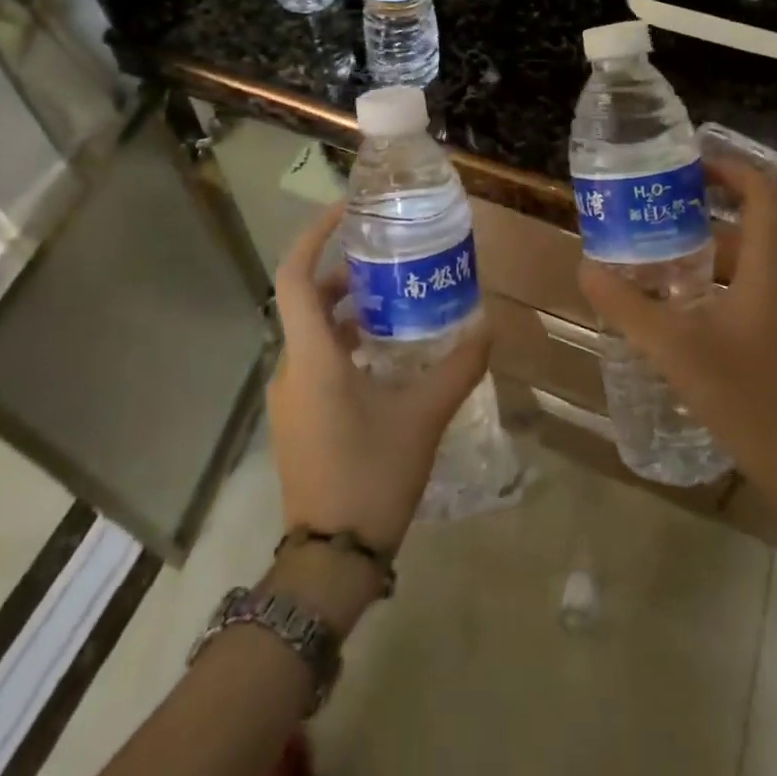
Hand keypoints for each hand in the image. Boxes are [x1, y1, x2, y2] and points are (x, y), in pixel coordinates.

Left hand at [267, 202, 489, 558]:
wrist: (329, 563)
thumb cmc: (371, 476)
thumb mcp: (423, 416)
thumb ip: (457, 367)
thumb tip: (487, 326)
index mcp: (312, 356)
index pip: (294, 275)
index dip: (314, 236)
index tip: (347, 212)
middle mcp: (291, 367)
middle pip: (307, 300)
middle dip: (343, 274)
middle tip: (389, 262)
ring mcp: (289, 396)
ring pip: (313, 332)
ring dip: (347, 311)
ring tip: (395, 305)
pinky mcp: (297, 418)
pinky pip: (316, 361)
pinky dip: (345, 344)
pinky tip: (385, 358)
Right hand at [577, 156, 776, 524]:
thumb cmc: (745, 395)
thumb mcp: (674, 346)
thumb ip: (626, 304)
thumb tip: (585, 267)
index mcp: (767, 266)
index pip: (759, 193)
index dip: (727, 169)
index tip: (684, 167)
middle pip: (741, 225)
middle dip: (694, 214)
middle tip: (646, 214)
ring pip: (738, 261)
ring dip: (697, 252)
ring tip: (647, 255)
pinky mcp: (775, 334)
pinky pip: (739, 288)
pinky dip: (706, 282)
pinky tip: (670, 305)